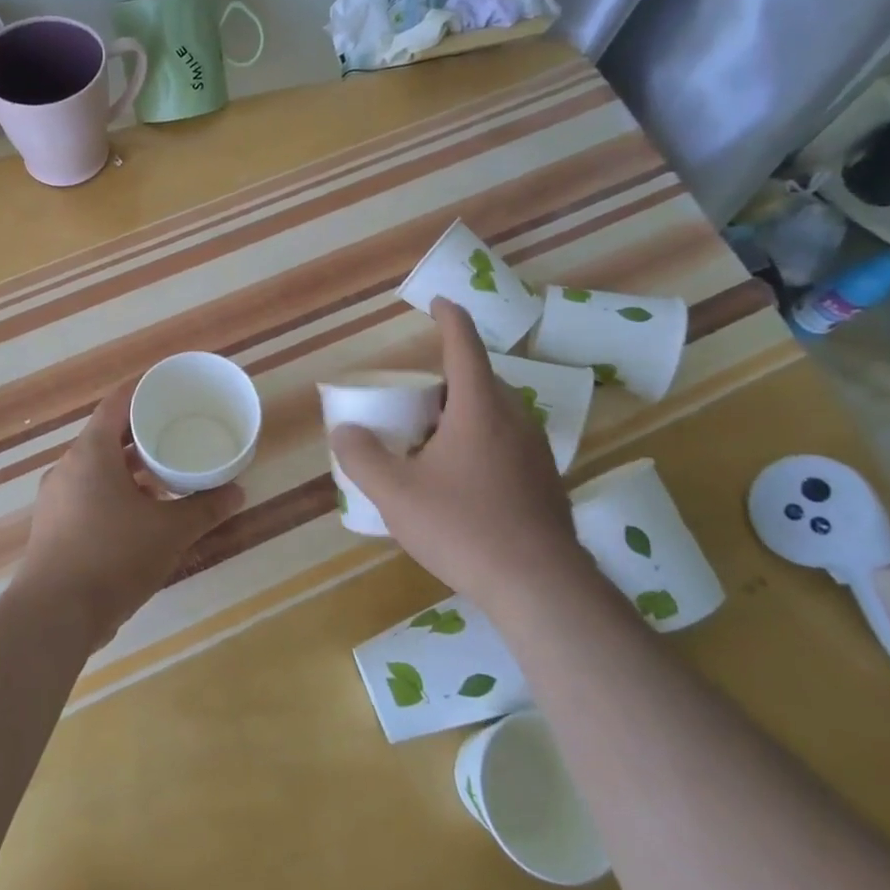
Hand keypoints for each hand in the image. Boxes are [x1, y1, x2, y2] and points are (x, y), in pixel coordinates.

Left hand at [15, 381, 244, 649]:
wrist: (54, 616)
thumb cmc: (113, 557)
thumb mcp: (170, 531)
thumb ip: (205, 508)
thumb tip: (238, 491)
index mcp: (91, 452)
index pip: (117, 403)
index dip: (143, 390)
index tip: (169, 387)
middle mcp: (68, 467)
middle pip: (107, 434)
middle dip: (142, 432)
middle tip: (177, 431)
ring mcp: (56, 498)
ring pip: (97, 467)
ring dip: (129, 467)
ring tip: (165, 474)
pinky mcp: (53, 527)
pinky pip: (88, 493)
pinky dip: (115, 492)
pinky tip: (140, 514)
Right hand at [331, 298, 576, 601]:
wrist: (540, 586)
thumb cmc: (464, 528)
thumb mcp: (397, 494)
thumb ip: (363, 458)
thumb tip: (344, 431)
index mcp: (480, 408)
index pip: (464, 345)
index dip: (449, 318)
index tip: (439, 302)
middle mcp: (514, 418)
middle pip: (480, 380)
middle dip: (448, 380)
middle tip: (415, 401)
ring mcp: (536, 451)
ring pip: (496, 413)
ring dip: (464, 413)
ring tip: (432, 442)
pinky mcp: (545, 481)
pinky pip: (508, 442)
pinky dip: (481, 441)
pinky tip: (462, 481)